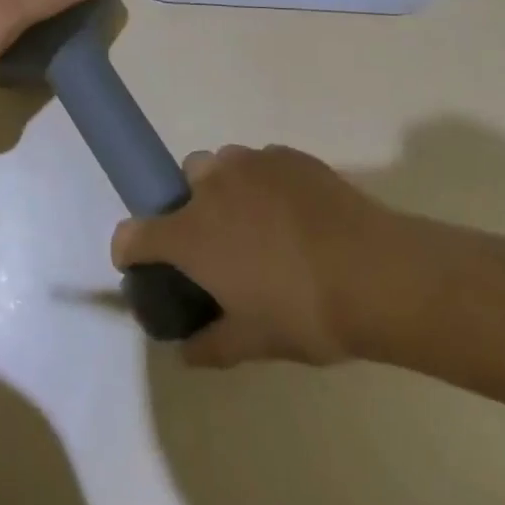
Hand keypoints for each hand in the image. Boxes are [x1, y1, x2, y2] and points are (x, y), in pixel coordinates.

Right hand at [111, 144, 394, 367]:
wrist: (374, 271)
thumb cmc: (304, 312)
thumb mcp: (254, 342)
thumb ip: (211, 344)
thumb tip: (187, 350)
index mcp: (192, 233)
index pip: (134, 233)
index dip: (130, 249)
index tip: (141, 264)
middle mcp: (211, 186)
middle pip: (182, 185)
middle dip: (190, 209)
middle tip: (220, 246)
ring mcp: (249, 162)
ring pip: (221, 166)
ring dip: (226, 191)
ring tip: (260, 226)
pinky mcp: (285, 154)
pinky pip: (259, 164)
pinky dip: (263, 184)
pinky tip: (294, 215)